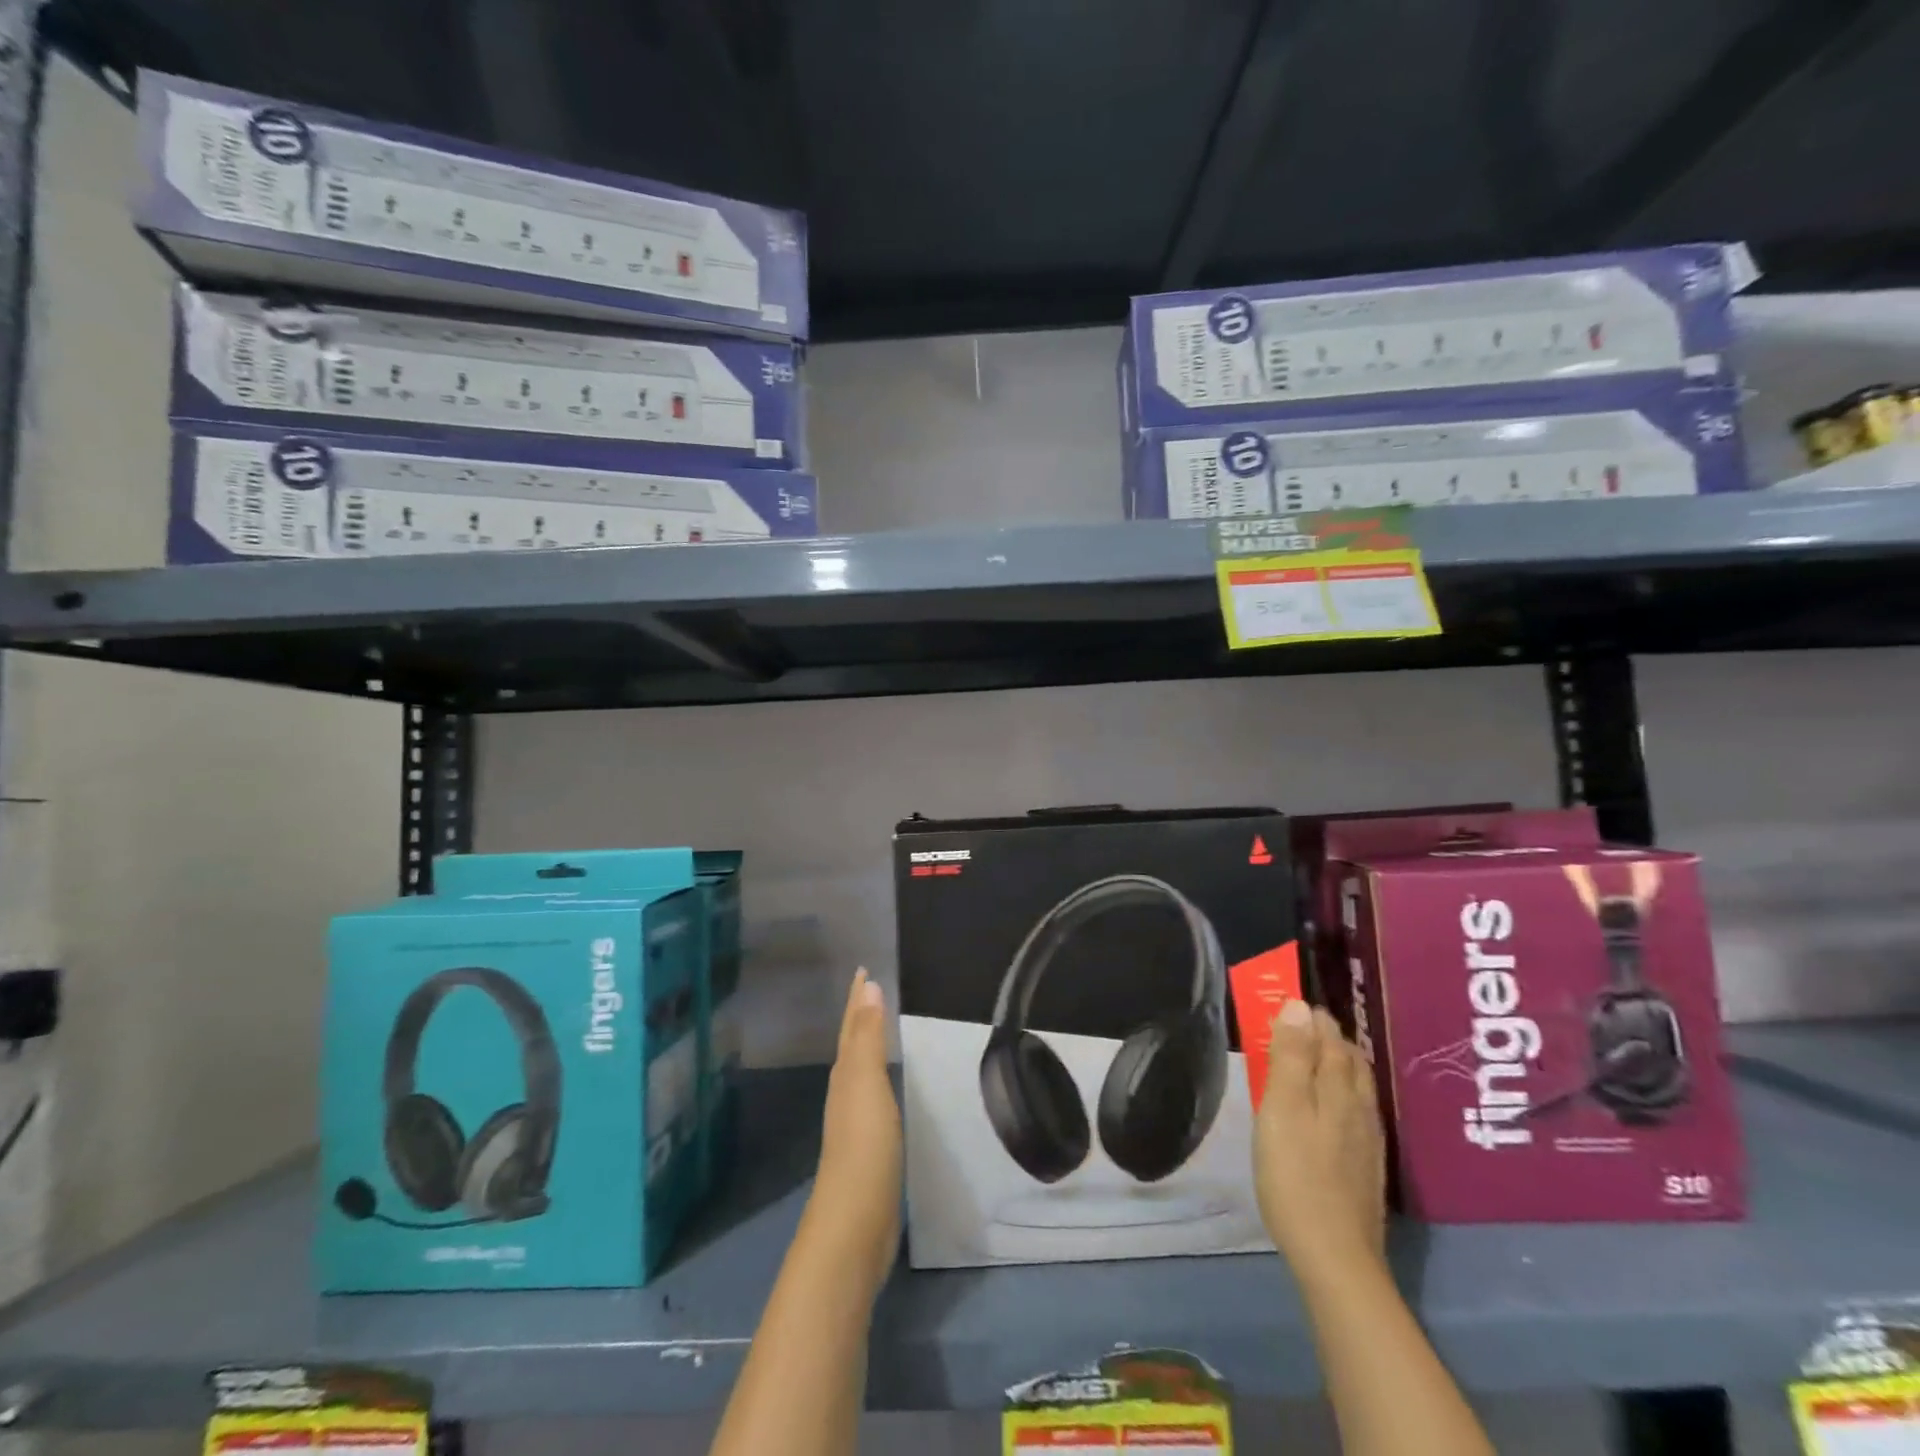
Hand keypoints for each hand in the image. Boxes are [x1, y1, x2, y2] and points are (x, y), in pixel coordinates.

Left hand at [809, 968, 902, 1295]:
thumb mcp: (866, 1083)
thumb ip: (869, 1037)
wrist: (855, 1223)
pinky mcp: (868, 1149)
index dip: (857, 998)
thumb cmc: (864, 1146)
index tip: (863, 969)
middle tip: (872, 988)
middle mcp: (845, 1093)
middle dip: (860, 1016)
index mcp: (845, 1075)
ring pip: (860, 1070)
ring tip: (880, 1029)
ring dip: (868, 1046)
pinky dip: (878, 1079)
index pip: (852, 1026)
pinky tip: (887, 1087)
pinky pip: (873, 1098)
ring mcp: (855, 1123)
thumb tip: (868, 985)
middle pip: (852, 1045)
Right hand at [1253, 999, 1386, 1289]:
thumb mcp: (1282, 1107)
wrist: (1334, 1255)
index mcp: (1338, 1088)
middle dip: (1329, 1037)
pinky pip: (1358, 1111)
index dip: (1313, 1018)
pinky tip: (1334, 1107)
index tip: (1293, 1003)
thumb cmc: (1295, 1172)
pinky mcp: (1367, 1167)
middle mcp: (1360, 1107)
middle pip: (1350, 1060)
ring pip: (1358, 1086)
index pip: (1331, 1038)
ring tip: (1317, 1056)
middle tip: (1301, 1025)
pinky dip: (1345, 1093)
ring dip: (1339, 1064)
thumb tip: (1300, 1006)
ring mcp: (1368, 1139)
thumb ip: (1290, 1056)